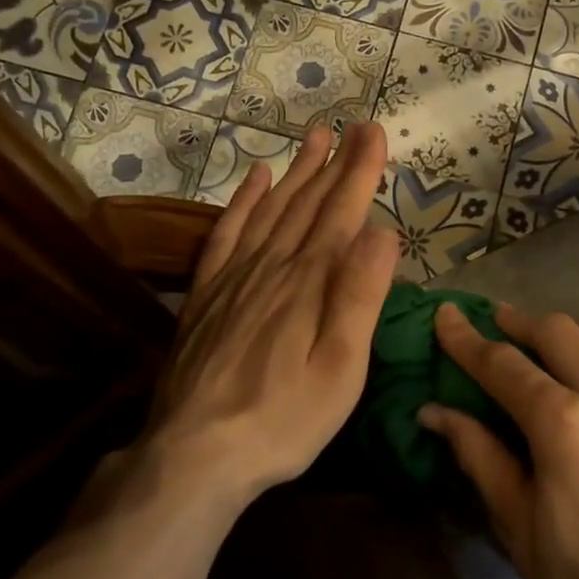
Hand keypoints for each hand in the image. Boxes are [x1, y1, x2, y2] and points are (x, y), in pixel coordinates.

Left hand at [135, 122, 398, 507]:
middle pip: (308, 204)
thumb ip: (360, 297)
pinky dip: (242, 201)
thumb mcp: (341, 369)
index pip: (341, 213)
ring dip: (295, 172)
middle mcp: (272, 267)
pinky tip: (255, 179)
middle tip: (354, 125)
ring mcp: (234, 277)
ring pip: (270, 209)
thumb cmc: (284, 419)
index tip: (375, 132)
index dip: (360, 171)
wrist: (196, 453)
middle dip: (335, 162)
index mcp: (310, 283)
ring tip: (314, 138)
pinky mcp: (207, 294)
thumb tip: (382, 231)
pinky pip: (226, 233)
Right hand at [420, 304, 578, 578]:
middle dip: (519, 323)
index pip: (502, 364)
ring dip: (570, 334)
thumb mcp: (519, 526)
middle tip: (498, 325)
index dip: (467, 339)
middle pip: (557, 331)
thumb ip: (479, 455)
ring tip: (551, 348)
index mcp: (564, 423)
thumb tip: (434, 411)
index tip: (445, 314)